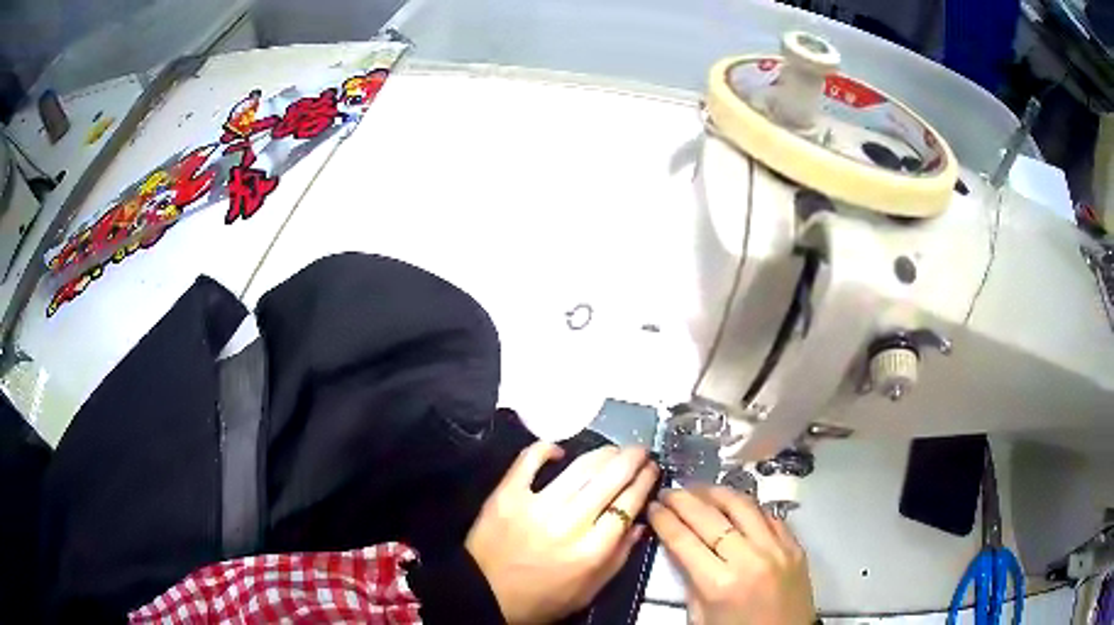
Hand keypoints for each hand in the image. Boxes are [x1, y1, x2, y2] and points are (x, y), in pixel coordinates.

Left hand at [466, 443, 658, 623]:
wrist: (484, 596)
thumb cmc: (541, 599)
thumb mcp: (589, 591)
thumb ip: (619, 558)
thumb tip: (640, 523)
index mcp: (591, 551)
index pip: (628, 505)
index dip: (644, 482)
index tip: (652, 470)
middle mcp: (569, 524)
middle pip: (610, 480)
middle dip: (632, 460)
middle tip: (640, 450)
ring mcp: (536, 506)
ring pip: (580, 468)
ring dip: (602, 453)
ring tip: (613, 449)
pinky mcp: (507, 495)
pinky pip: (529, 461)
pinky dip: (546, 449)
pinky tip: (560, 451)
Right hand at [648, 487, 815, 624]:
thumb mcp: (700, 615)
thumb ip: (689, 579)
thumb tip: (677, 543)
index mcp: (719, 584)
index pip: (684, 540)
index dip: (665, 520)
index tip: (652, 506)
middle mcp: (749, 559)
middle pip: (710, 518)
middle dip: (684, 500)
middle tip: (669, 491)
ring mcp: (777, 549)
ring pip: (743, 506)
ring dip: (716, 493)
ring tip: (698, 489)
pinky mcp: (795, 545)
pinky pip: (768, 515)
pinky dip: (747, 507)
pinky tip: (733, 505)